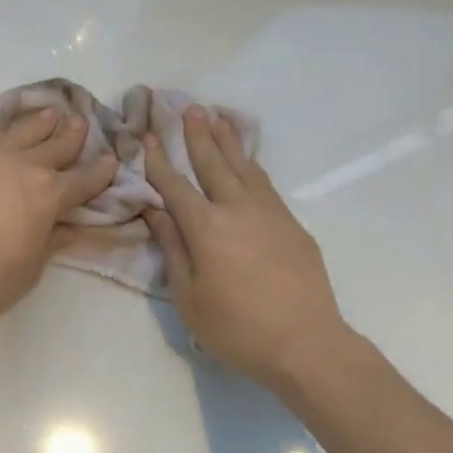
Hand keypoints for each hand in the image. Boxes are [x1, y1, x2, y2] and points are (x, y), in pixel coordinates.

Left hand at [0, 109, 119, 324]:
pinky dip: (3, 139)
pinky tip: (2, 141)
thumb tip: (70, 229)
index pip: (85, 179)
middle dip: (73, 134)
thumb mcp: (32, 269)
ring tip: (50, 115)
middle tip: (82, 122)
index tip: (111, 160)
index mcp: (50, 195)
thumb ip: (51, 242)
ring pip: (21, 133)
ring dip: (40, 124)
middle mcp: (23, 167)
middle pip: (56, 144)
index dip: (101, 171)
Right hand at [143, 109, 351, 389]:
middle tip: (189, 108)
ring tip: (218, 117)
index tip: (148, 137)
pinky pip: (265, 183)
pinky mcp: (292, 224)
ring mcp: (270, 213)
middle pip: (213, 163)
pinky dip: (251, 165)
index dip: (159, 161)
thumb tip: (155, 211)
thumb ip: (172, 248)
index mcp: (205, 227)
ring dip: (228, 140)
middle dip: (197, 135)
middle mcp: (237, 209)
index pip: (175, 185)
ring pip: (244, 166)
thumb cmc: (235, 327)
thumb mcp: (188, 295)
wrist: (305, 343)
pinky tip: (247, 161)